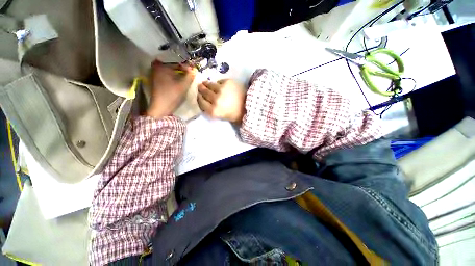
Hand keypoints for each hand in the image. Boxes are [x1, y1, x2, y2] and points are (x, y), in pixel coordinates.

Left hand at [146, 60, 194, 118]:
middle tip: (191, 72)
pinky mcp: (156, 82)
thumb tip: (194, 69)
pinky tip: (180, 81)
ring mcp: (155, 75)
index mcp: (161, 66)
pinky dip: (174, 77)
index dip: (186, 65)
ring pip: (170, 71)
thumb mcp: (183, 85)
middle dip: (182, 68)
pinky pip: (167, 75)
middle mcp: (156, 68)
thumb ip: (190, 76)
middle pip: (172, 65)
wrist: (161, 108)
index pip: (176, 61)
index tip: (193, 70)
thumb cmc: (172, 95)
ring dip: (178, 73)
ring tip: (187, 77)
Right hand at [197, 79, 246, 123]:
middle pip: (204, 92)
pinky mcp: (227, 82)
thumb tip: (203, 99)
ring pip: (209, 84)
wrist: (249, 106)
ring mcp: (221, 90)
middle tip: (200, 86)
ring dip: (206, 84)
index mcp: (213, 111)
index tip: (198, 95)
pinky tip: (218, 85)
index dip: (199, 97)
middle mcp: (215, 100)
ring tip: (205, 83)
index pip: (200, 102)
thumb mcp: (221, 116)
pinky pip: (218, 81)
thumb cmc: (235, 114)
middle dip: (201, 89)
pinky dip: (217, 83)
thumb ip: (210, 109)